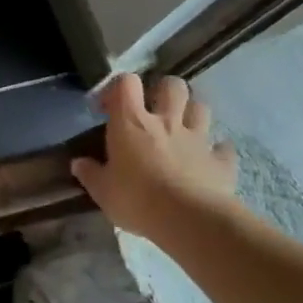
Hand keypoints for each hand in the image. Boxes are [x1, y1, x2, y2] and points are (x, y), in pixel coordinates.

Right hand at [71, 74, 238, 241]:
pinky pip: (223, 147)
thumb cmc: (137, 200)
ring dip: (192, 113)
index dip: (117, 88)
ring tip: (183, 128)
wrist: (189, 220)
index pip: (125, 83)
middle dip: (163, 91)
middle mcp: (166, 121)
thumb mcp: (103, 191)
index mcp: (131, 122)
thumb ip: (90, 174)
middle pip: (172, 86)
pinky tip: (210, 159)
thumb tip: (78, 164)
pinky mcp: (221, 161)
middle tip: (154, 110)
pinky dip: (217, 150)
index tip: (108, 108)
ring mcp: (197, 139)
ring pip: (201, 108)